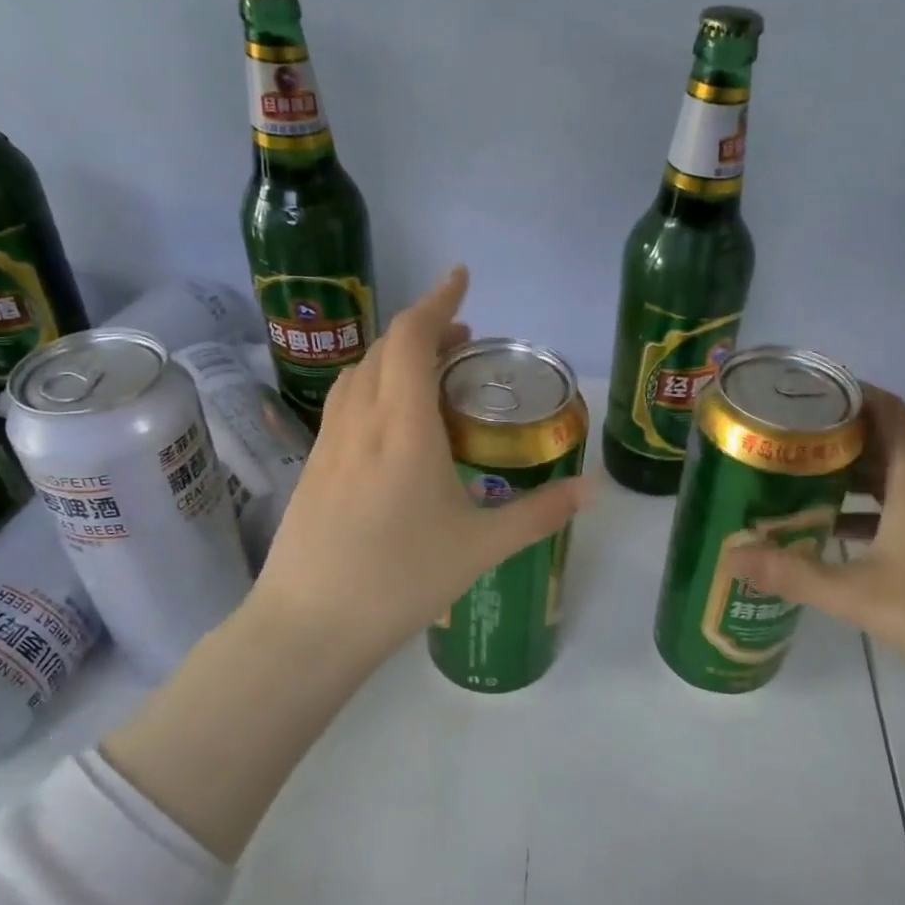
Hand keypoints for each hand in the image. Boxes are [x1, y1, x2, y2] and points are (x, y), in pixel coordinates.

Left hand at [247, 266, 594, 679]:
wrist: (310, 626)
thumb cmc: (401, 580)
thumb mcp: (482, 547)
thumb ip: (541, 513)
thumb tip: (594, 489)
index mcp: (403, 426)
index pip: (411, 337)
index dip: (437, 300)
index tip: (461, 277)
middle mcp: (361, 420)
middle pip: (384, 348)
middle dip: (424, 329)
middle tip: (463, 341)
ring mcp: (329, 442)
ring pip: (359, 374)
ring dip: (394, 357)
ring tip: (429, 373)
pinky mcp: (313, 465)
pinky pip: (345, 403)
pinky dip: (373, 386)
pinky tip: (391, 422)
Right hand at [725, 386, 904, 699]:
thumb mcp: (856, 594)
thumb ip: (791, 573)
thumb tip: (731, 556)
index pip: (888, 411)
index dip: (851, 391)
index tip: (805, 391)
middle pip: (883, 440)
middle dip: (834, 433)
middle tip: (781, 435)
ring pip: (888, 477)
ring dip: (845, 471)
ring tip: (793, 475)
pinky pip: (894, 509)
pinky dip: (860, 509)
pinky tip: (826, 530)